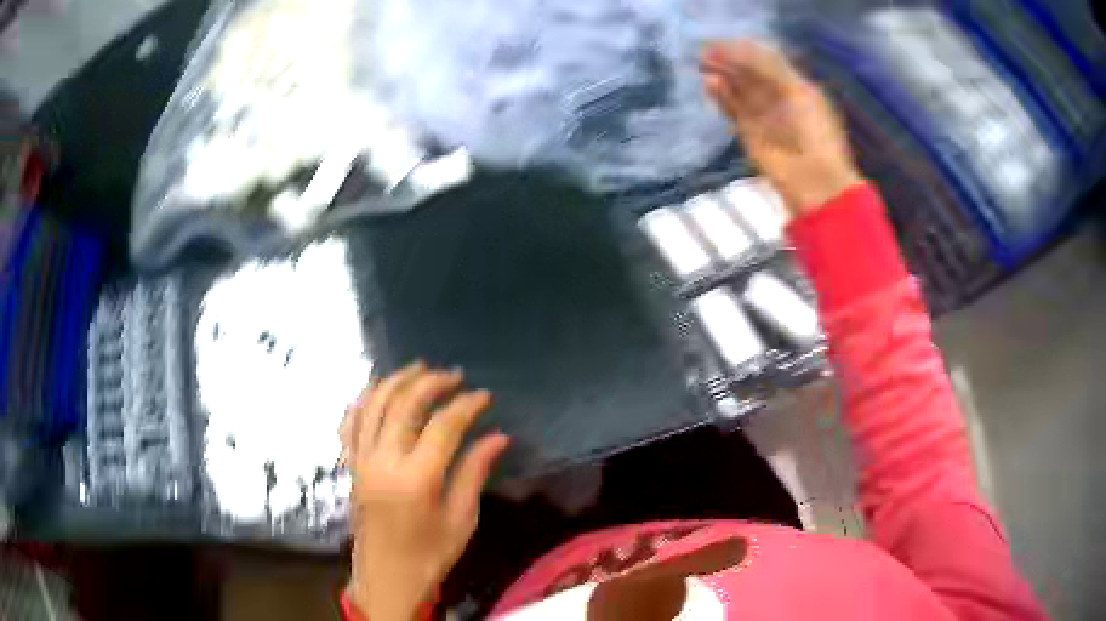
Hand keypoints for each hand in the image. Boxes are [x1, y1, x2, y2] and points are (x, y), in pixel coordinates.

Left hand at [340, 362, 509, 620]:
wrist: (386, 577)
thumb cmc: (429, 554)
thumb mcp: (461, 519)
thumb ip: (475, 473)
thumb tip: (499, 436)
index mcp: (416, 479)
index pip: (443, 426)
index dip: (466, 405)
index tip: (484, 395)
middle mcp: (383, 461)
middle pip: (404, 405)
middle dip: (431, 383)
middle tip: (454, 375)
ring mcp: (361, 460)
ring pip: (373, 404)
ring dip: (396, 381)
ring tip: (419, 368)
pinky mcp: (351, 465)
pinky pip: (351, 422)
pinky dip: (364, 399)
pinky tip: (378, 388)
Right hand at [701, 41, 861, 216]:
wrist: (815, 182)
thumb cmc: (816, 134)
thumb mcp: (798, 92)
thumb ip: (769, 69)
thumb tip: (739, 50)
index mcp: (797, 87)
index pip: (767, 61)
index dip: (745, 50)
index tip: (724, 42)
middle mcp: (779, 99)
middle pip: (750, 74)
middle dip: (730, 61)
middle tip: (706, 51)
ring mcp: (764, 117)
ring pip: (740, 90)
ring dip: (723, 76)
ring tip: (703, 63)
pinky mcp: (750, 135)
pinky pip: (733, 110)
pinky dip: (721, 97)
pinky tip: (709, 83)